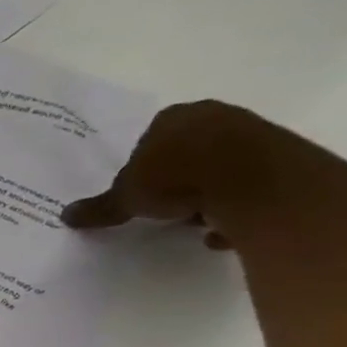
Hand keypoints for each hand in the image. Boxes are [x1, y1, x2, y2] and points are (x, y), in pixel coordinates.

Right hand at [60, 99, 264, 248]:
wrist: (250, 181)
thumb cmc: (176, 177)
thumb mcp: (126, 198)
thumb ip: (100, 208)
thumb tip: (65, 216)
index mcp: (172, 117)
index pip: (150, 140)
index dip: (143, 168)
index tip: (141, 193)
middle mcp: (213, 116)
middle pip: (187, 152)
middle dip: (177, 181)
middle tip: (166, 208)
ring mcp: (253, 133)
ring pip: (220, 168)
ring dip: (208, 195)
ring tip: (196, 222)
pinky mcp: (282, 156)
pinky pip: (250, 185)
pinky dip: (237, 208)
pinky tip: (224, 230)